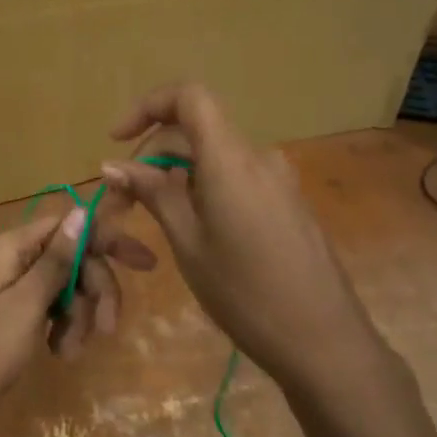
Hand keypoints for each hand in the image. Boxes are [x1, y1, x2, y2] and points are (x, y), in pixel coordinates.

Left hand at [0, 206, 156, 436]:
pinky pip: (48, 307)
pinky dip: (61, 326)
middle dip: (93, 290)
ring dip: (78, 316)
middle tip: (106, 328)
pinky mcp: (9, 312)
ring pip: (64, 285)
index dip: (107, 240)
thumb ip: (56, 260)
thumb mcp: (25, 305)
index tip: (145, 265)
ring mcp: (9, 286)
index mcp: (9, 246)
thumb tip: (83, 211)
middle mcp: (10, 257)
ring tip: (69, 352)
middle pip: (71, 257)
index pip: (70, 225)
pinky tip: (59, 352)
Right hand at [100, 83, 384, 392]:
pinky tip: (193, 229)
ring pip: (215, 157)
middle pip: (197, 130)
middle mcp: (258, 157)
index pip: (189, 96)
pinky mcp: (288, 202)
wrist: (323, 340)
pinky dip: (204, 188)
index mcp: (231, 158)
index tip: (117, 141)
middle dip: (152, 155)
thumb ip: (153, 194)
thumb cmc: (245, 293)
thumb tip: (113, 165)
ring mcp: (279, 180)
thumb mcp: (188, 242)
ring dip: (177, 175)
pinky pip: (237, 177)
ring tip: (152, 219)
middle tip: (122, 202)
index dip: (148, 106)